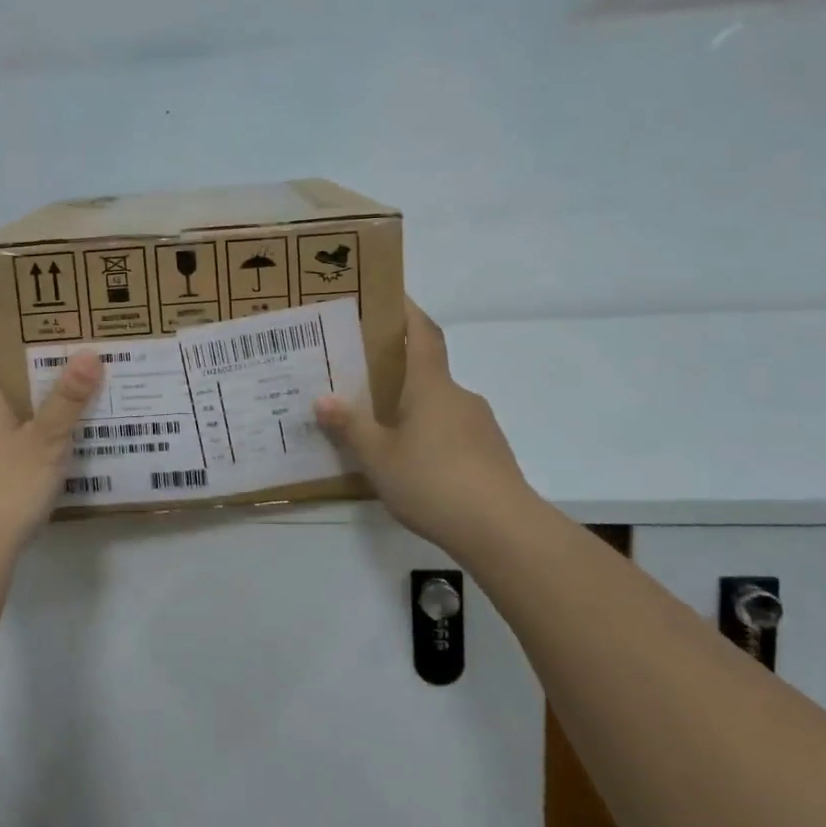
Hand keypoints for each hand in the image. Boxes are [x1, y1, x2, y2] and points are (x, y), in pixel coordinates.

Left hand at [0, 342, 104, 551]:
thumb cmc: (5, 486)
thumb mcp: (48, 441)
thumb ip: (68, 399)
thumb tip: (88, 352)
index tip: (13, 331)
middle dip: (11, 380)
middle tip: (51, 375)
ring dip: (8, 420)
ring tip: (48, 423)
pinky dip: (1, 454)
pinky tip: (27, 471)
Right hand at [315, 300, 531, 558]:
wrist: (502, 530)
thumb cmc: (433, 480)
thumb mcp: (378, 456)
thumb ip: (350, 427)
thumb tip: (323, 400)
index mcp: (431, 385)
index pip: (423, 334)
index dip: (409, 311)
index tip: (392, 296)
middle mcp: (459, 396)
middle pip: (428, 372)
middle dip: (398, 372)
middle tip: (364, 382)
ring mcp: (480, 426)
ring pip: (440, 406)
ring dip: (415, 410)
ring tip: (383, 433)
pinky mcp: (492, 456)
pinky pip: (454, 434)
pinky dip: (432, 438)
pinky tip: (414, 467)